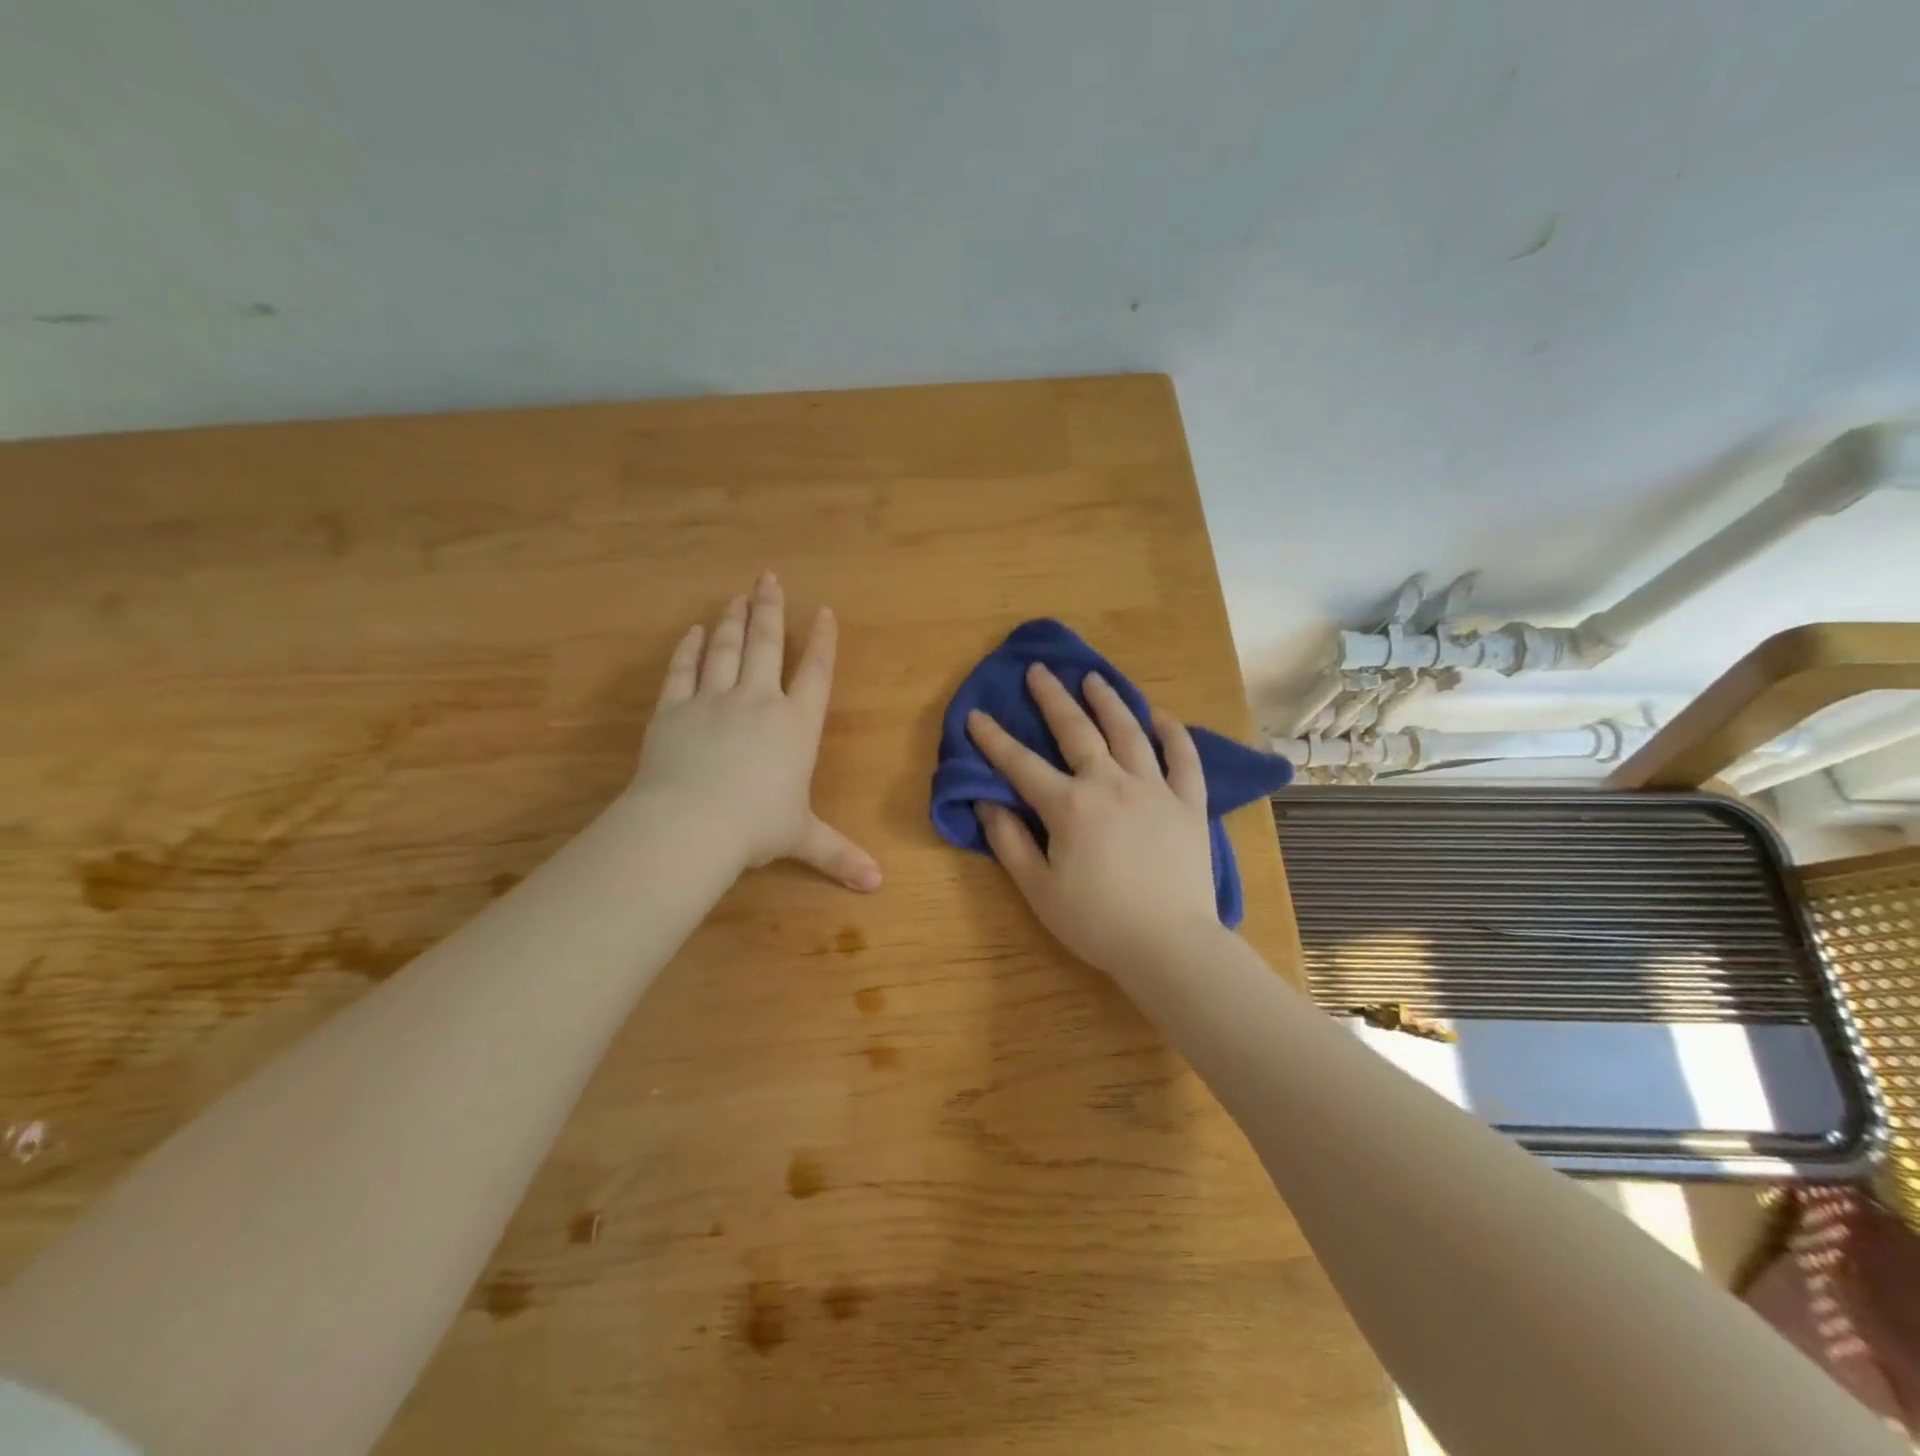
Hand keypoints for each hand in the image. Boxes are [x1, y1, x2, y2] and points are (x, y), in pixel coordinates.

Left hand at [632, 573, 880, 891]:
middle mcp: (758, 701)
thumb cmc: (756, 827)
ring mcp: (712, 700)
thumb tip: (878, 884)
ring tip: (737, 595)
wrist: (690, 824)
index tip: (824, 612)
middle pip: (766, 644)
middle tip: (769, 578)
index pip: (815, 673)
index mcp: (796, 725)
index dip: (822, 641)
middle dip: (770, 610)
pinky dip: (689, 649)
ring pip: (726, 648)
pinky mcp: (673, 709)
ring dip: (733, 619)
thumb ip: (839, 854)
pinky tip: (694, 631)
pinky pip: (683, 670)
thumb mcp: (803, 839)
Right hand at [967, 664, 1218, 976]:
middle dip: (1052, 698)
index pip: (1021, 764)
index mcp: (1069, 806)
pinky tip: (1159, 716)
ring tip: (1093, 678)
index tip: (976, 715)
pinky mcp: (1188, 802)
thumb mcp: (1038, 889)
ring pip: (1129, 731)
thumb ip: (1009, 842)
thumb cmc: (1097, 922)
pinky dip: (1172, 732)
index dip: (994, 739)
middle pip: (1077, 730)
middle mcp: (1110, 783)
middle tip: (1039, 671)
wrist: (1170, 945)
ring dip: (1108, 701)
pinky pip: (1183, 757)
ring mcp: (1154, 788)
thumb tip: (987, 803)